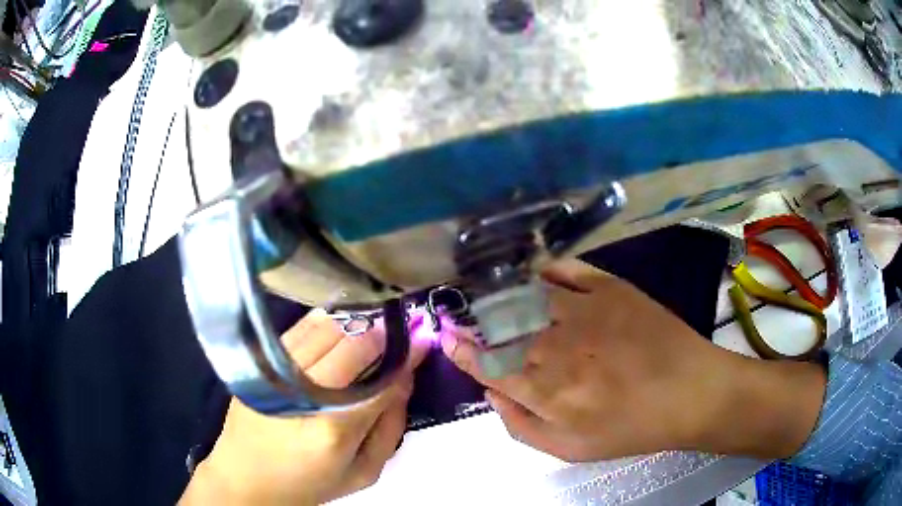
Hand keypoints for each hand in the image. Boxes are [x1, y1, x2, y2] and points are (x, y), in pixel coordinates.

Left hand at [180, 309, 428, 504]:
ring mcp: (277, 372)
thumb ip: (390, 428)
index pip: (381, 379)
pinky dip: (326, 322)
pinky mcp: (260, 364)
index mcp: (334, 428)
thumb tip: (404, 380)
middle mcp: (304, 391)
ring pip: (325, 327)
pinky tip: (340, 326)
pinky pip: (299, 329)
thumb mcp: (363, 473)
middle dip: (384, 332)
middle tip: (400, 329)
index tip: (423, 338)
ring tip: (373, 326)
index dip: (407, 355)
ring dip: (356, 322)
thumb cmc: (308, 483)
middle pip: (353, 343)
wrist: (246, 478)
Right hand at [442, 259, 826, 461]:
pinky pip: (567, 270)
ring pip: (527, 296)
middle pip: (500, 327)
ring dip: (505, 295)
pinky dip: (546, 269)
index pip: (487, 363)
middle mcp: (556, 346)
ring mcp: (584, 311)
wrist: (690, 393)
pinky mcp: (610, 288)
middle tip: (471, 319)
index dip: (462, 350)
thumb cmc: (631, 428)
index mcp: (545, 390)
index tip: (449, 337)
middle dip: (478, 323)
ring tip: (497, 296)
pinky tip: (538, 274)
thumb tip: (491, 391)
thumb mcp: (570, 449)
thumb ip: (521, 426)